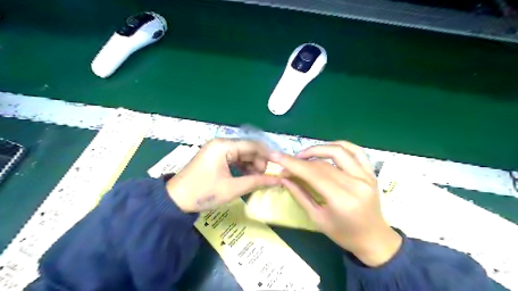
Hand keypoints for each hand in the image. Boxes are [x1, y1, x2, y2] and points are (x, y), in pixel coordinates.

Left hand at [167, 137, 281, 211]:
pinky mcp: (215, 157)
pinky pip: (234, 158)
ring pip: (242, 153)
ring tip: (257, 179)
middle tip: (266, 177)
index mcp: (224, 146)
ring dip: (252, 165)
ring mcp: (217, 149)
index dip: (267, 156)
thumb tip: (278, 180)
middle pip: (248, 148)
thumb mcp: (233, 188)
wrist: (175, 200)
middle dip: (259, 162)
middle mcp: (221, 143)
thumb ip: (257, 182)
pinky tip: (247, 176)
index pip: (253, 145)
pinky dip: (243, 166)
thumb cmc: (204, 192)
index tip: (277, 168)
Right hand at [269, 142, 401, 266]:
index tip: (277, 158)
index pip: (314, 174)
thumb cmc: (343, 234)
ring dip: (318, 148)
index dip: (294, 164)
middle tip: (287, 163)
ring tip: (304, 154)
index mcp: (342, 200)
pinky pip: (356, 151)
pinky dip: (339, 145)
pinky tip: (327, 148)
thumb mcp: (317, 218)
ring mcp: (366, 176)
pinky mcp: (371, 172)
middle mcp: (356, 184)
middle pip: (323, 163)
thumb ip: (300, 195)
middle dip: (301, 161)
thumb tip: (284, 177)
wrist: (373, 239)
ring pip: (339, 151)